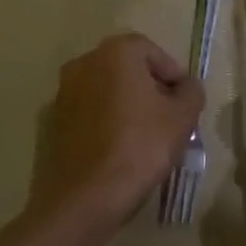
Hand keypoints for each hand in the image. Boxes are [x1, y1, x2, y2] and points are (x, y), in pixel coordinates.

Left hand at [31, 33, 205, 222]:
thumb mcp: (182, 118)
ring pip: (106, 90)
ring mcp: (63, 92)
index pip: (151, 51)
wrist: (86, 194)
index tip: (185, 100)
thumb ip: (191, 93)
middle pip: (126, 68)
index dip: (173, 73)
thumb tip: (187, 87)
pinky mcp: (54, 121)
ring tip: (147, 134)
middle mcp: (83, 63)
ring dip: (127, 104)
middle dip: (150, 88)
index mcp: (115, 54)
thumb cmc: (140, 147)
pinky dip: (106, 121)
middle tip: (169, 116)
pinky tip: (120, 147)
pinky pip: (89, 112)